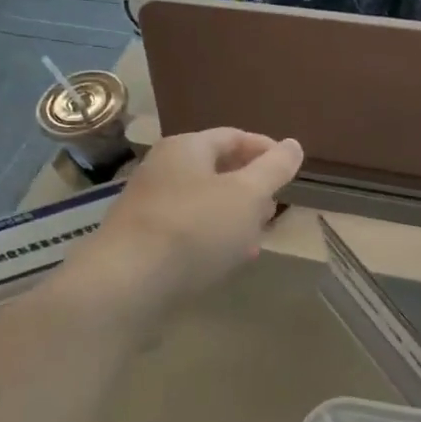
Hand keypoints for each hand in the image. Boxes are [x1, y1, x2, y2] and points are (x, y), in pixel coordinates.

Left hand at [71, 128, 303, 317]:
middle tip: (275, 208)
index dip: (266, 150)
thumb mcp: (247, 195)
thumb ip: (274, 168)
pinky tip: (228, 260)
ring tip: (257, 238)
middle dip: (251, 188)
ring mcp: (150, 207)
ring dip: (234, 217)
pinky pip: (188, 231)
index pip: (234, 136)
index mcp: (186, 148)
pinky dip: (213, 239)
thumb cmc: (194, 228)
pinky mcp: (142, 242)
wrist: (126, 285)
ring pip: (204, 204)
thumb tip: (293, 144)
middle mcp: (163, 170)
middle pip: (217, 169)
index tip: (292, 170)